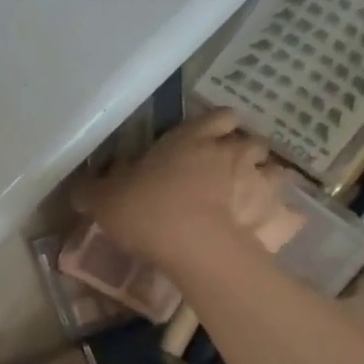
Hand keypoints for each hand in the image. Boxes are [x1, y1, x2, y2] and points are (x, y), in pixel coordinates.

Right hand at [72, 109, 301, 267]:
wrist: (195, 247)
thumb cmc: (147, 210)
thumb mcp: (104, 200)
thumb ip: (90, 190)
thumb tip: (77, 186)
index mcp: (193, 138)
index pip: (217, 116)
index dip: (214, 127)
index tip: (204, 141)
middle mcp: (231, 152)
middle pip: (250, 142)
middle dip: (241, 154)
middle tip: (222, 174)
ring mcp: (258, 182)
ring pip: (273, 172)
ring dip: (262, 182)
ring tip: (245, 201)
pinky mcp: (274, 215)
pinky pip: (286, 213)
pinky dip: (278, 218)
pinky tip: (263, 232)